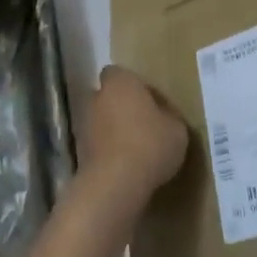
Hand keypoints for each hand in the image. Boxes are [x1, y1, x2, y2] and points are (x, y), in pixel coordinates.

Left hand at [78, 66, 187, 211]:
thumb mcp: (177, 129)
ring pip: (102, 120)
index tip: (151, 104)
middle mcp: (97, 95)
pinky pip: (98, 143)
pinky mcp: (79, 148)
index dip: (135, 87)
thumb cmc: (150, 144)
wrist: (115, 182)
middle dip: (123, 107)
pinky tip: (125, 166)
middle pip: (110, 96)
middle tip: (144, 126)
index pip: (121, 74)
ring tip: (136, 150)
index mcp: (120, 81)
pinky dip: (108, 150)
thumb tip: (163, 115)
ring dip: (114, 130)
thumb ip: (169, 115)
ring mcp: (84, 122)